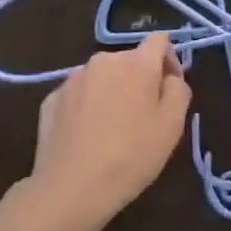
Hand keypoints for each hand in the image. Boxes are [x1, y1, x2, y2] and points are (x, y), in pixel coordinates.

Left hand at [29, 33, 190, 228]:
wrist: (70, 190)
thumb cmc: (130, 157)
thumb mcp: (172, 127)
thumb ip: (178, 91)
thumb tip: (170, 78)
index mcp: (136, 63)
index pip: (159, 40)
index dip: (169, 59)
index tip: (170, 88)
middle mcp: (103, 61)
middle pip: (130, 60)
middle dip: (140, 80)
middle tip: (143, 117)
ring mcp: (73, 79)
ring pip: (103, 77)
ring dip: (113, 92)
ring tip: (112, 129)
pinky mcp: (51, 99)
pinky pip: (79, 95)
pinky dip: (88, 107)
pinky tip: (87, 137)